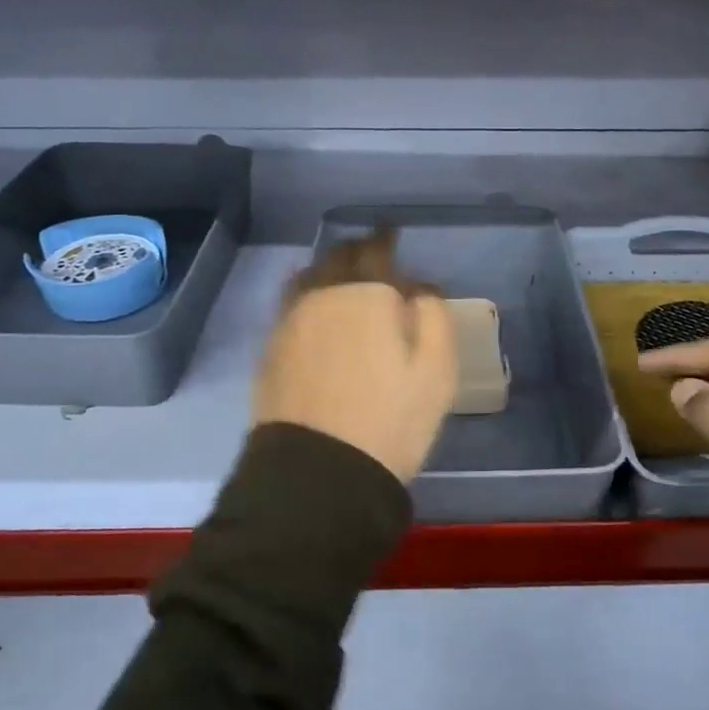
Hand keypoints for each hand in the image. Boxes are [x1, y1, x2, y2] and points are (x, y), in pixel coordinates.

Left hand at [254, 231, 457, 483]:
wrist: (320, 474)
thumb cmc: (392, 420)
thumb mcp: (437, 370)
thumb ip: (432, 315)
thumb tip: (417, 288)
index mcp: (366, 294)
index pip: (375, 250)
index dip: (386, 239)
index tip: (392, 235)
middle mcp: (322, 296)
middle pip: (337, 259)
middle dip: (356, 252)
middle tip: (371, 256)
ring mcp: (289, 323)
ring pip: (308, 280)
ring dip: (327, 272)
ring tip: (340, 280)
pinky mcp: (270, 352)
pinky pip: (290, 309)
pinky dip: (307, 301)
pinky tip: (315, 315)